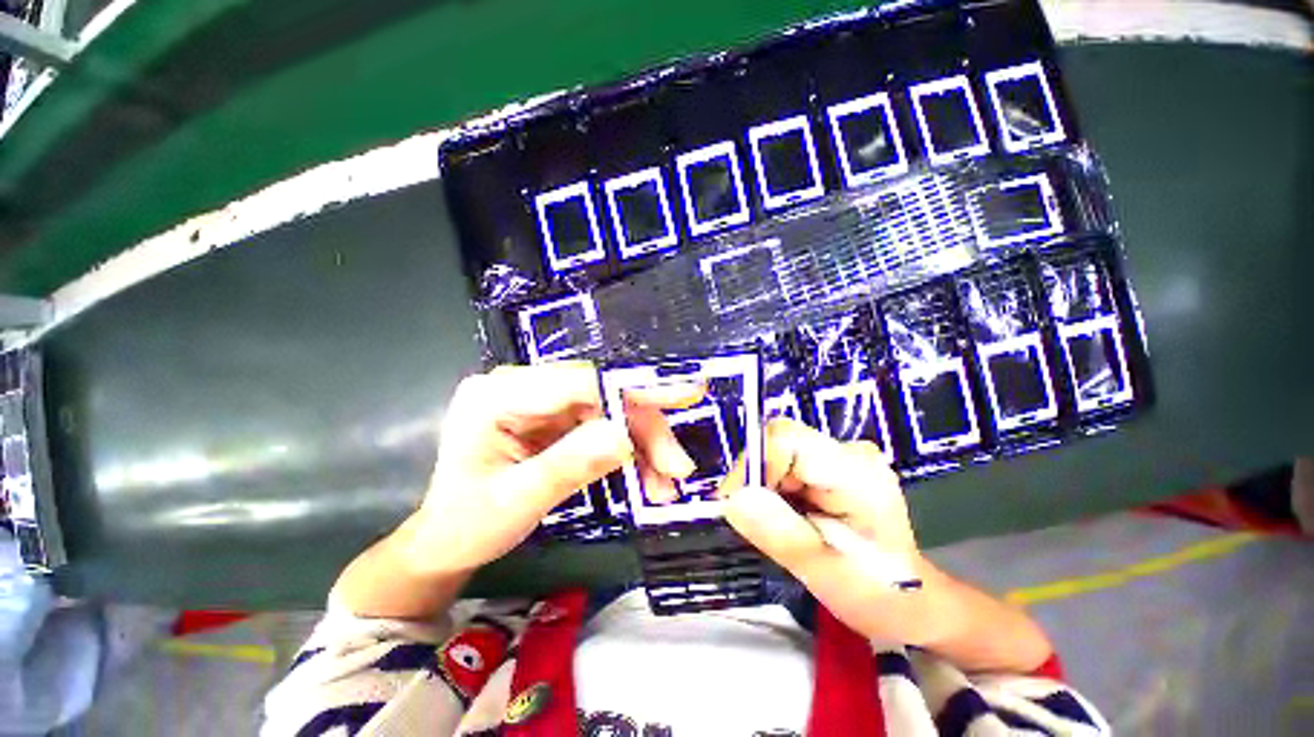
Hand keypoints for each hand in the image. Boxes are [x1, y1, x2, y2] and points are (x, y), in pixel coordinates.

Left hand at [408, 361, 702, 574]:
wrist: (448, 543)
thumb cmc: (467, 526)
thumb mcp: (517, 502)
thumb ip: (570, 465)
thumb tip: (625, 436)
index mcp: (497, 395)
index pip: (578, 381)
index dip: (632, 390)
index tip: (684, 396)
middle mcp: (522, 387)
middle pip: (601, 394)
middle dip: (643, 430)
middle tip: (677, 468)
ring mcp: (542, 402)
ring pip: (610, 410)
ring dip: (642, 446)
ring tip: (665, 484)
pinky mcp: (556, 419)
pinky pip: (604, 426)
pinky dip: (630, 453)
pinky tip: (647, 478)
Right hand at [720, 418, 924, 642]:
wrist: (911, 601)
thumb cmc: (876, 593)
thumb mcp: (822, 571)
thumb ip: (778, 533)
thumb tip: (733, 499)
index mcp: (855, 471)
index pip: (785, 438)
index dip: (752, 464)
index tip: (735, 504)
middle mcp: (848, 451)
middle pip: (779, 442)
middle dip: (758, 480)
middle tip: (756, 523)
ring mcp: (841, 456)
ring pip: (778, 453)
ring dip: (766, 487)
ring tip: (781, 526)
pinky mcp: (832, 465)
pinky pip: (786, 464)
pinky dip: (776, 489)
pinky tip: (791, 517)